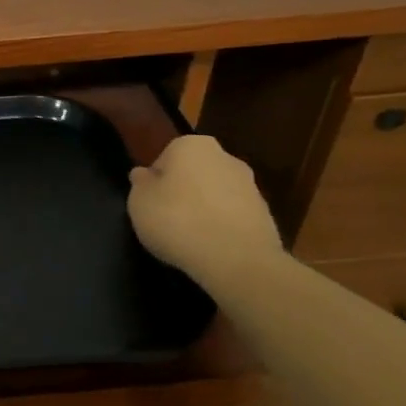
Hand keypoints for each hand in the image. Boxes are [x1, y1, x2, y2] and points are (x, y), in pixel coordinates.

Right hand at [127, 136, 285, 282]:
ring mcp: (250, 186)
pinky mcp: (266, 216)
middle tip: (167, 219)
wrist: (238, 260)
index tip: (150, 203)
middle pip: (194, 173)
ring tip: (189, 239)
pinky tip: (211, 248)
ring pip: (216, 195)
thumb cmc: (178, 220)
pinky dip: (222, 228)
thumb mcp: (139, 202)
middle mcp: (225, 157)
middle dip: (183, 191)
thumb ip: (141, 184)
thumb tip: (145, 175)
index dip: (155, 182)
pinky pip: (233, 217)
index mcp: (191, 145)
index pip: (165, 158)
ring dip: (204, 210)